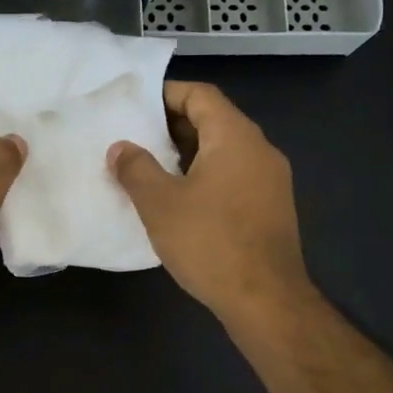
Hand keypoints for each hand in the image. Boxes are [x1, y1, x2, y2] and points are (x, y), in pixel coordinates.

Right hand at [107, 81, 312, 327]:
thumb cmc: (210, 242)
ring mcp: (271, 180)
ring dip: (189, 153)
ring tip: (152, 168)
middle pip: (215, 120)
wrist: (266, 299)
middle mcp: (260, 149)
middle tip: (136, 137)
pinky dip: (207, 175)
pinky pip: (235, 176)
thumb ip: (136, 169)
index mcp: (235, 137)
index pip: (201, 95)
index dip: (166, 94)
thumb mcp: (160, 204)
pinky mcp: (272, 208)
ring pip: (225, 151)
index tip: (135, 105)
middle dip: (173, 125)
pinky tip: (182, 199)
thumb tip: (120, 147)